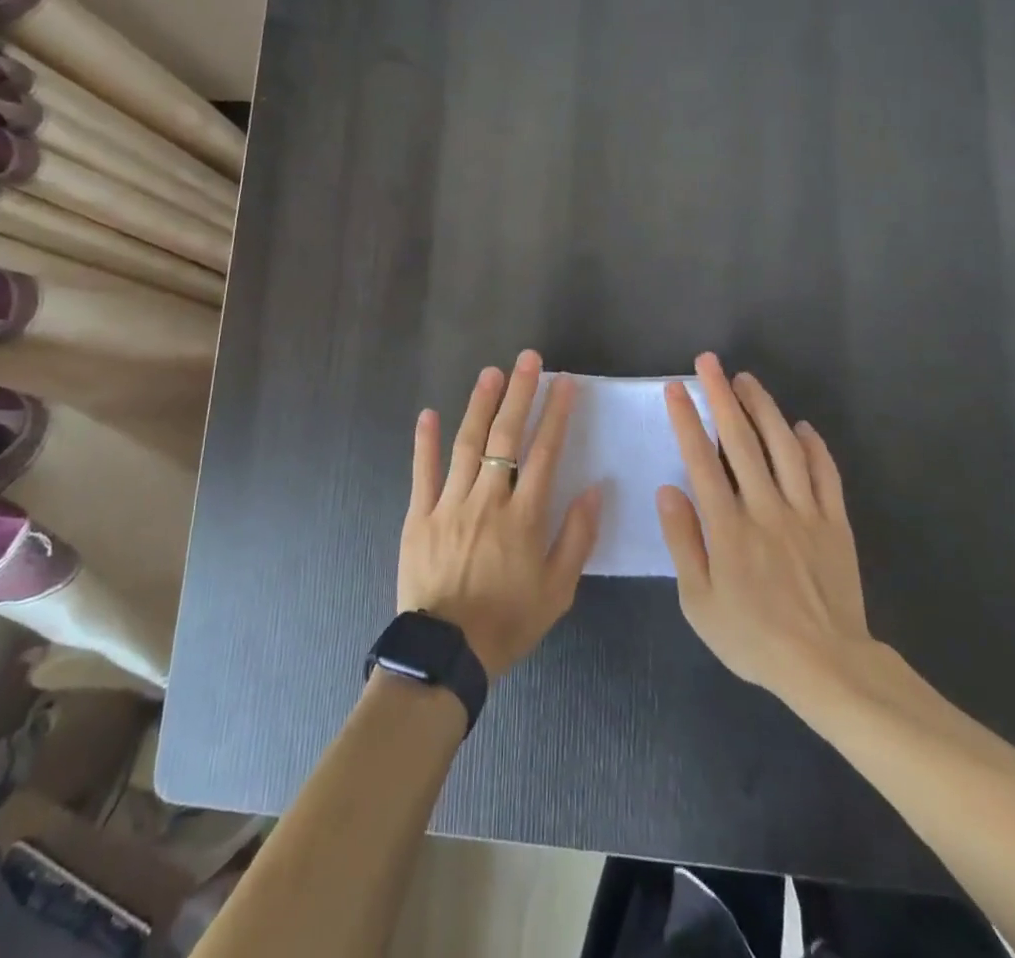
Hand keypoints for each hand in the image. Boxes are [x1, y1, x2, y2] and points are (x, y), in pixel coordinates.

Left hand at [399, 350, 602, 677]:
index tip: (565, 382)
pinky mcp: (419, 516)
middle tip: (529, 359)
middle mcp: (488, 500)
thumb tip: (596, 489)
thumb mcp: (558, 591)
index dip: (556, 414)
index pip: (545, 452)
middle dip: (520, 393)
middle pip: (505, 436)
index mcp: (524, 517)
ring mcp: (449, 504)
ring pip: (466, 444)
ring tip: (491, 372)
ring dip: (479, 404)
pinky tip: (429, 414)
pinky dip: (425, 441)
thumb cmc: (508, 623)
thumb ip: (577, 537)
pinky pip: (422, 472)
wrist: (446, 655)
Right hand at [656, 352, 878, 708]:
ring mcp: (805, 512)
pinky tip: (802, 426)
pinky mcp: (834, 523)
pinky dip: (814, 446)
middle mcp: (766, 508)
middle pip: (742, 441)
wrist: (827, 667)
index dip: (687, 419)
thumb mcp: (699, 602)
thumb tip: (667, 490)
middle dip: (722, 396)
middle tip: (709, 362)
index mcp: (728, 527)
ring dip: (765, 408)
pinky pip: (825, 475)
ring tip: (747, 380)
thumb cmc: (753, 638)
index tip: (676, 387)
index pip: (702, 460)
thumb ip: (683, 542)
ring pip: (784, 447)